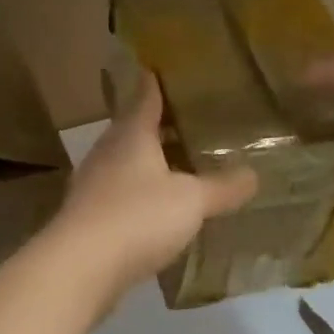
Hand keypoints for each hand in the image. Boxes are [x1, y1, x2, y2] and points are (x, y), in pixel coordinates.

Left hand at [50, 72, 257, 306]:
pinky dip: (138, 192)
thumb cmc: (137, 217)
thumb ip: (222, 187)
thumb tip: (253, 175)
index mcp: (131, 135)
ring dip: (146, 160)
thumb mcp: (191, 201)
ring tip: (175, 162)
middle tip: (184, 119)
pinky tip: (154, 206)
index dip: (154, 83)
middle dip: (155, 124)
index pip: (144, 98)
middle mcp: (107, 151)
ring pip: (123, 161)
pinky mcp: (88, 215)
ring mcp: (92, 184)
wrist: (80, 265)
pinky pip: (119, 192)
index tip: (159, 68)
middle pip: (132, 129)